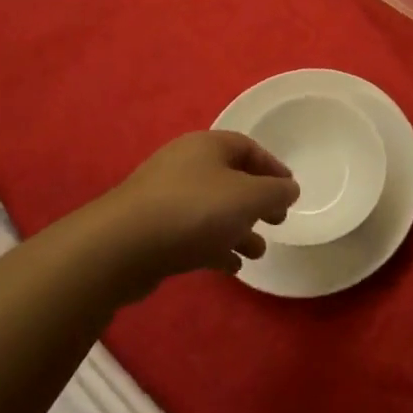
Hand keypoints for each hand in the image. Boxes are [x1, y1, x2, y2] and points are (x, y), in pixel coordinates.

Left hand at [101, 131, 299, 296]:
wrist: (122, 246)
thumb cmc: (194, 211)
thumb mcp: (248, 197)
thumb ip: (275, 192)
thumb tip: (290, 188)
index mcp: (207, 146)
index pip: (248, 147)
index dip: (272, 168)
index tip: (290, 191)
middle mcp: (185, 164)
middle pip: (230, 178)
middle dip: (256, 201)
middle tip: (277, 221)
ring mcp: (165, 196)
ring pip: (212, 208)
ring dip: (238, 228)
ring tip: (258, 252)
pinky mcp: (152, 228)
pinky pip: (192, 232)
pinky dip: (214, 245)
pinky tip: (230, 266)